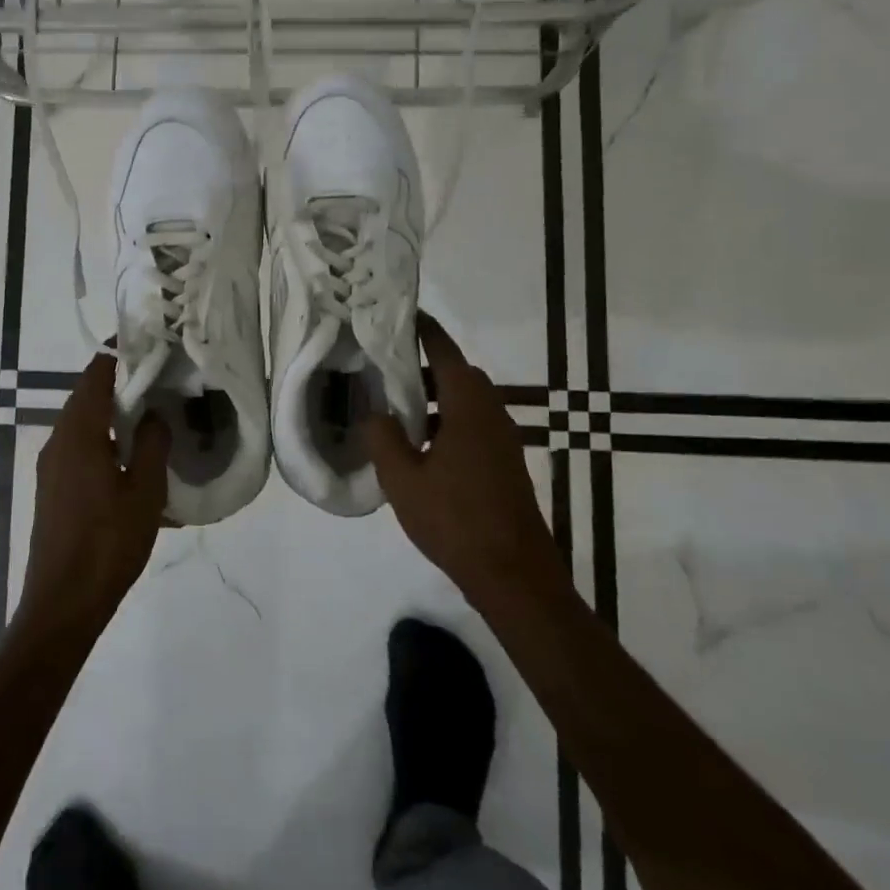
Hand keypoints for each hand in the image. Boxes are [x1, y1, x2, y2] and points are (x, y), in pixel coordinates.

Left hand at [18, 351, 171, 631]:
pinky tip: (134, 464)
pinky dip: (106, 441)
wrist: (62, 604)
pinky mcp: (53, 489)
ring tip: (153, 417)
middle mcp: (58, 441)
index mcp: (79, 433)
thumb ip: (151, 444)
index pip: (96, 375)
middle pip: (88, 395)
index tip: (151, 345)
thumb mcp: (144, 492)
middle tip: (161, 378)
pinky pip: (81, 449)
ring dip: (115, 414)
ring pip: (85, 424)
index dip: (121, 354)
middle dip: (122, 383)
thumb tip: (154, 415)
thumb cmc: (107, 544)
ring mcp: (52, 467)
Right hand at [366, 313, 569, 608]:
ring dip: (438, 398)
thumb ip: (382, 437)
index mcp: (468, 407)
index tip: (404, 314)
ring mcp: (503, 440)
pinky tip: (423, 449)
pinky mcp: (506, 464)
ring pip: (468, 402)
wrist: (513, 574)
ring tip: (399, 411)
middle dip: (427, 367)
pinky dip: (449, 422)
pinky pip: (474, 426)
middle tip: (390, 369)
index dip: (425, 331)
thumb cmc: (455, 519)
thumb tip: (375, 412)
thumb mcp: (402, 479)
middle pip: (460, 375)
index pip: (446, 353)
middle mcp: (492, 414)